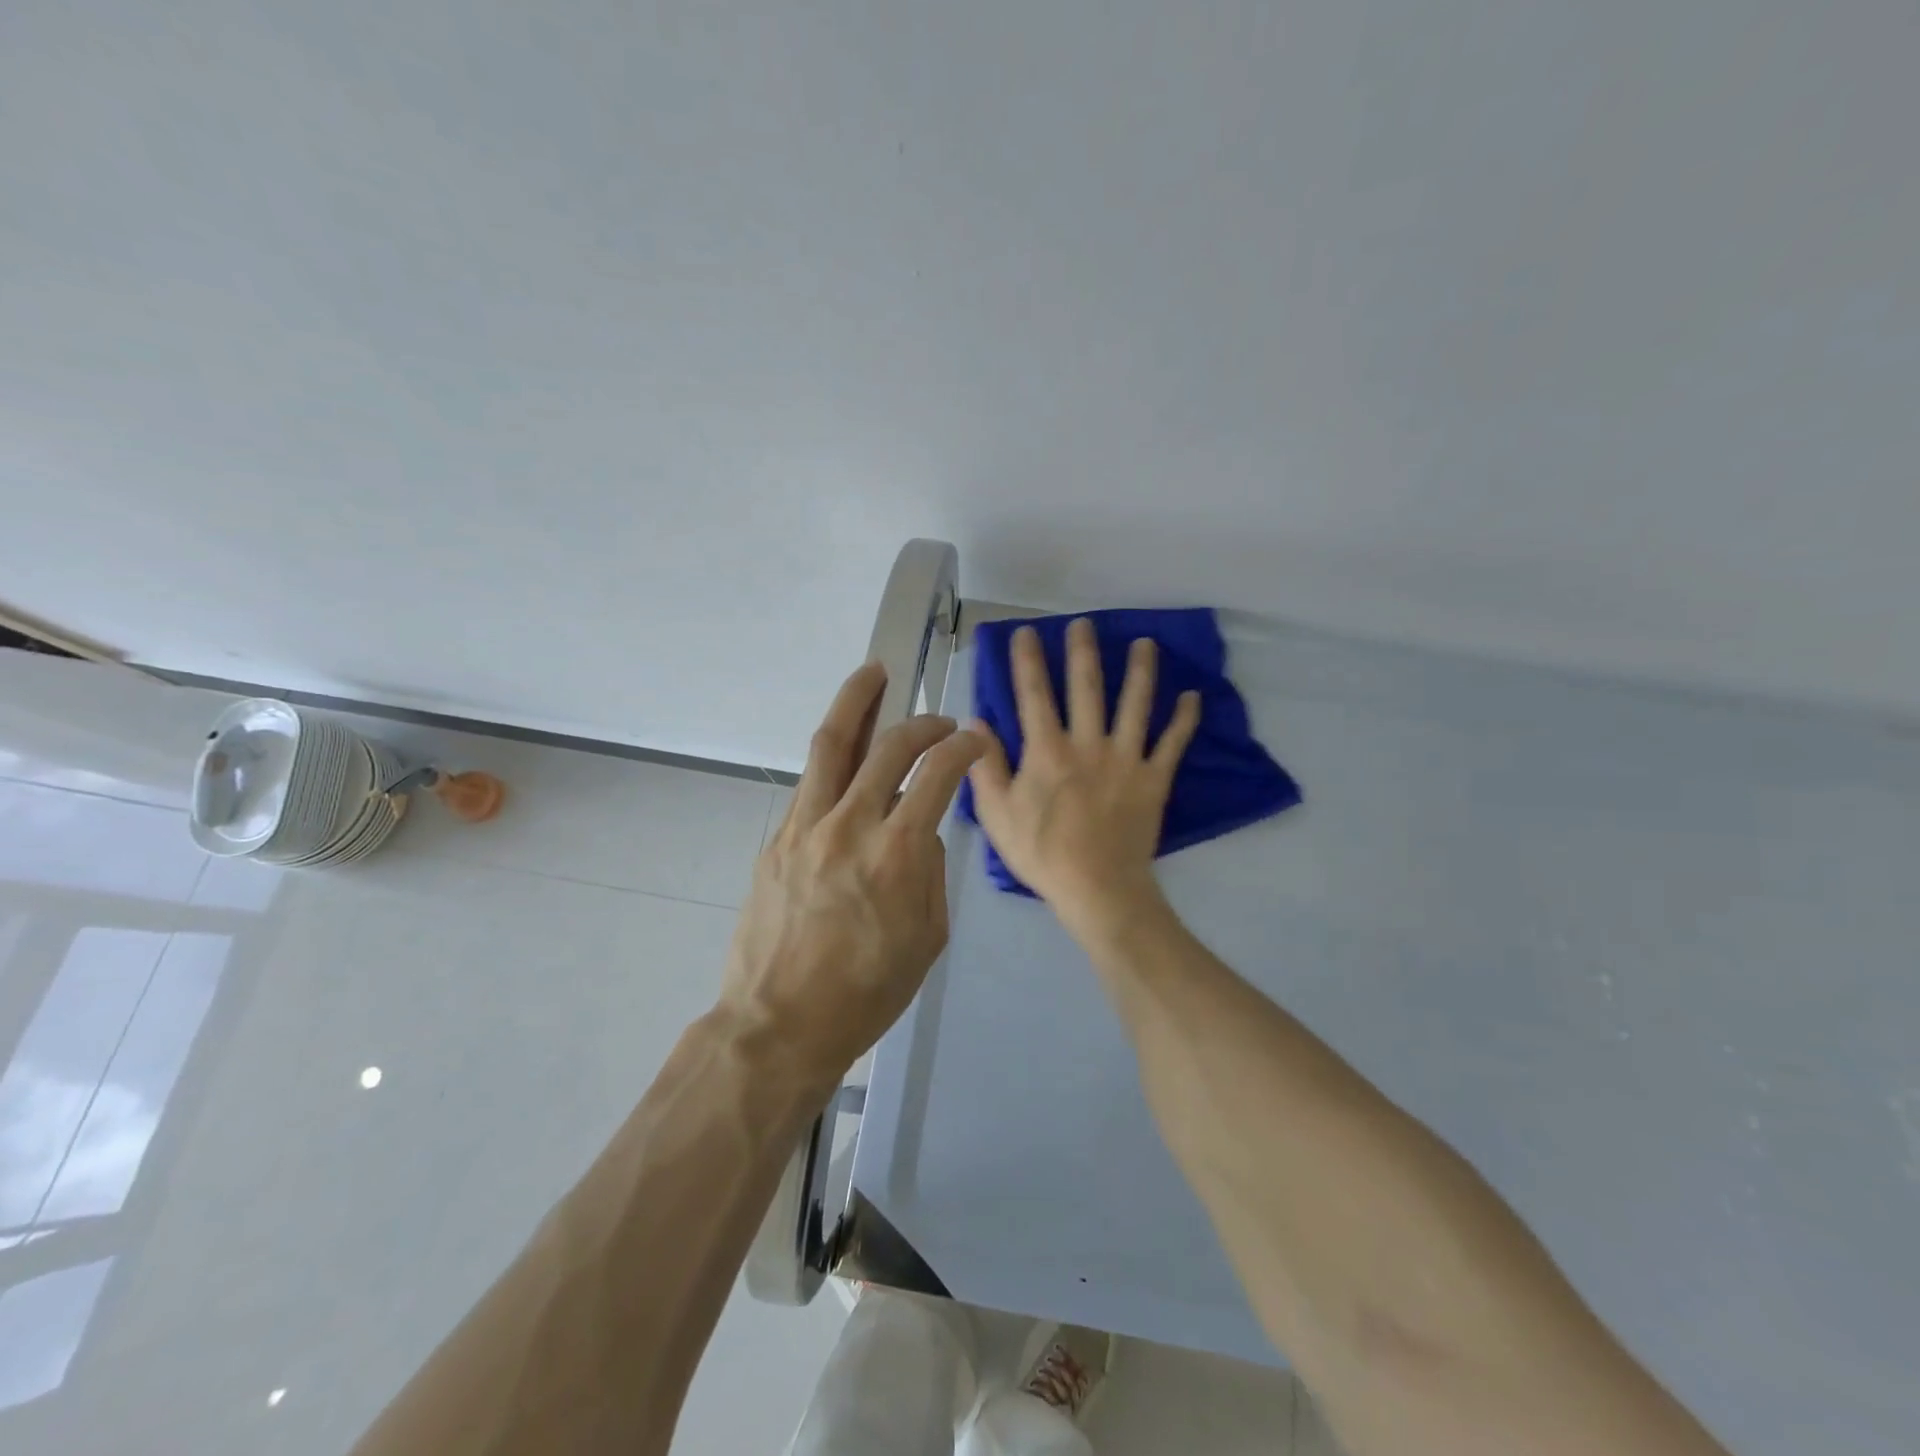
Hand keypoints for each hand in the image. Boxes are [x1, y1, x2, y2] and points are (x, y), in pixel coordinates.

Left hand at [721, 662, 984, 1079]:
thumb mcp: (928, 937)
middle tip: (939, 722)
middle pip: (889, 746)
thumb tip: (922, 831)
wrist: (780, 1023)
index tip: (976, 742)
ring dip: (856, 701)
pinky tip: (846, 750)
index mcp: (897, 852)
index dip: (964, 748)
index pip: (938, 774)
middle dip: (923, 723)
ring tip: (872, 672)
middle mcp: (851, 824)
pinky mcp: (778, 838)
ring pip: (832, 744)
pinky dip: (834, 757)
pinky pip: (810, 783)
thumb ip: (930, 872)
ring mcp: (807, 826)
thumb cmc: (867, 992)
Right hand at [967, 619, 1200, 934]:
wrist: (1098, 888)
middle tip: (1084, 623)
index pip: (1034, 695)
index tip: (1027, 632)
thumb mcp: (997, 814)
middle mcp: (1088, 744)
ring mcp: (1126, 759)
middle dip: (1083, 652)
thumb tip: (976, 722)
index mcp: (1047, 751)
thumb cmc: (1041, 853)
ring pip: (1135, 705)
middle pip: (1086, 688)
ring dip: (1140, 671)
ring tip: (1145, 642)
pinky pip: (1172, 743)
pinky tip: (1192, 696)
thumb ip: (985, 766)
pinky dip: (1184, 720)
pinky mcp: (1154, 778)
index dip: (1029, 660)